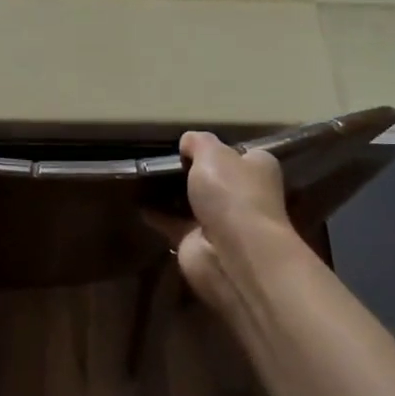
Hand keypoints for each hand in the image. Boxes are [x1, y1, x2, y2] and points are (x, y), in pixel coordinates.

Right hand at [145, 131, 294, 308]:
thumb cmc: (231, 193)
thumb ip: (198, 142)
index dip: (218, 148)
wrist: (233, 254)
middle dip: (191, 172)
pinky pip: (172, 223)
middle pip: (214, 178)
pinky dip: (156, 214)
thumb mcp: (212, 152)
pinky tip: (136, 201)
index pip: (239, 154)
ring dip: (171, 194)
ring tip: (142, 175)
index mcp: (258, 169)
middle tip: (160, 158)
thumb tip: (188, 141)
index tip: (190, 144)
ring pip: (192, 202)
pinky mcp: (197, 242)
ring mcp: (220, 222)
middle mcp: (243, 196)